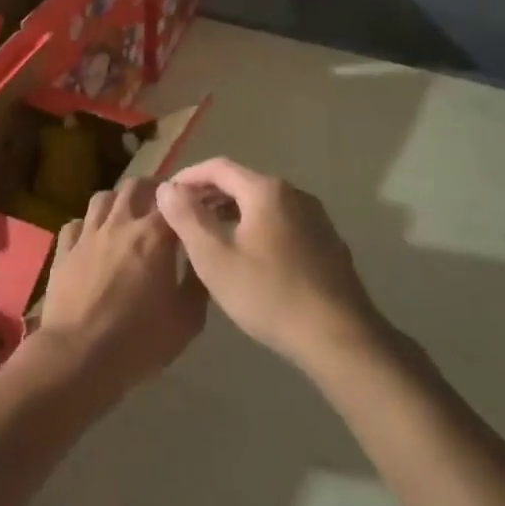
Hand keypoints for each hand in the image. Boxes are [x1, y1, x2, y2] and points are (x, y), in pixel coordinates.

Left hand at [32, 179, 205, 396]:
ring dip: (119, 201)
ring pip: (103, 198)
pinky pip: (76, 224)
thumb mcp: (187, 319)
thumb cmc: (139, 340)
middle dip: (153, 189)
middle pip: (136, 186)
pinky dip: (88, 225)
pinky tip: (93, 240)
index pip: (176, 200)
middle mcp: (120, 224)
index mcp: (154, 236)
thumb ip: (197, 282)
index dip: (190, 199)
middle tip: (163, 205)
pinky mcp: (64, 250)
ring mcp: (87, 234)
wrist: (78, 355)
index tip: (198, 206)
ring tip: (128, 216)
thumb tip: (200, 260)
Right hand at [156, 158, 391, 371]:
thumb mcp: (214, 256)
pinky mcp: (327, 243)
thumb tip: (167, 188)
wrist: (339, 337)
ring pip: (262, 205)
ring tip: (208, 237)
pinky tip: (247, 258)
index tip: (165, 196)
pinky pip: (281, 223)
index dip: (187, 177)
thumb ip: (186, 217)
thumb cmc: (268, 293)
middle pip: (242, 183)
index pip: (217, 167)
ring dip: (231, 213)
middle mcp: (295, 194)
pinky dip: (255, 228)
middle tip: (182, 218)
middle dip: (208, 196)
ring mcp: (315, 218)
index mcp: (266, 190)